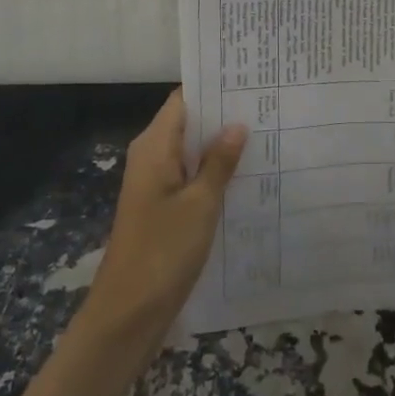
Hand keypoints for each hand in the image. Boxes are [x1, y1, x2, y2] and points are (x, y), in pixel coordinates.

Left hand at [81, 90, 244, 350]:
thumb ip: (219, 162)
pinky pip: (189, 176)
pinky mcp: (161, 207)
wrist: (127, 315)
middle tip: (267, 105)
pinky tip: (246, 176)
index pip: (184, 100)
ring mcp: (155, 183)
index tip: (249, 79)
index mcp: (154, 146)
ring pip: (191, 152)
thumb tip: (237, 124)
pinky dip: (213, 172)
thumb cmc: (162, 252)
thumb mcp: (200, 204)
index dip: (213, 88)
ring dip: (221, 146)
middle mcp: (151, 156)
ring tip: (266, 134)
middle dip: (223, 116)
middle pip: (188, 123)